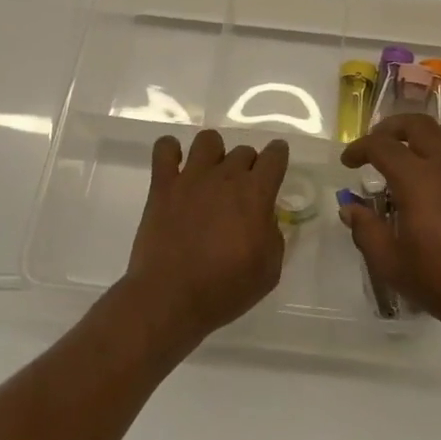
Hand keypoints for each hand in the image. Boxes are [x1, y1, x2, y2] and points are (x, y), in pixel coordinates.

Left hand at [120, 128, 289, 346]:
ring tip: (210, 174)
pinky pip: (164, 150)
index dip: (278, 156)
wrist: (170, 299)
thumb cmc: (225, 289)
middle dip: (248, 165)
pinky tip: (174, 165)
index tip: (276, 163)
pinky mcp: (162, 186)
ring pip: (208, 140)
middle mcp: (226, 176)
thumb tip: (264, 218)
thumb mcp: (269, 269)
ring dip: (214, 153)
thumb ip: (273, 235)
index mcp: (256, 193)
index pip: (274, 156)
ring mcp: (191, 178)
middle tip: (241, 190)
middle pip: (243, 150)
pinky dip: (170, 151)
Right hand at [339, 114, 440, 348]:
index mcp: (418, 179)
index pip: (382, 146)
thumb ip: (366, 230)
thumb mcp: (391, 264)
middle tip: (377, 146)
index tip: (348, 162)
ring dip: (425, 134)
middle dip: (391, 129)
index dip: (360, 148)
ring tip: (413, 153)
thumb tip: (350, 207)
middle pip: (417, 124)